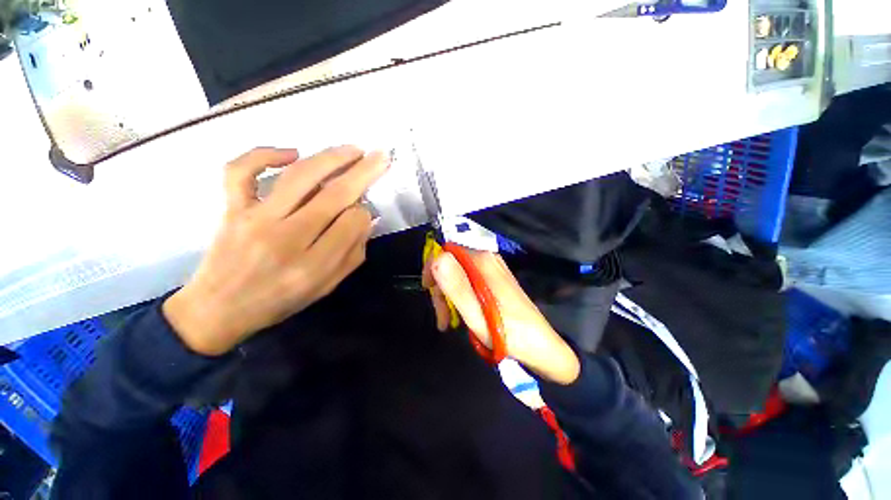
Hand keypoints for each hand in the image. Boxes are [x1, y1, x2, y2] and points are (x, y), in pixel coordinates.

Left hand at [163, 146, 388, 355]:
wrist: (219, 310)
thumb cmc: (279, 300)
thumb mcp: (327, 286)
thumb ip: (352, 253)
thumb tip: (366, 218)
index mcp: (314, 265)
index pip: (351, 223)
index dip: (364, 211)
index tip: (365, 210)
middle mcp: (286, 238)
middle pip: (333, 195)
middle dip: (363, 172)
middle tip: (379, 156)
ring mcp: (255, 219)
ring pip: (299, 177)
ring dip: (331, 157)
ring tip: (352, 149)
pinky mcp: (231, 209)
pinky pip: (240, 171)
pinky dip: (264, 154)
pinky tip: (291, 152)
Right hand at [424, 250, 579, 384]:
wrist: (540, 346)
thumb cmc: (508, 334)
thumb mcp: (477, 315)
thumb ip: (456, 286)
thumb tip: (436, 259)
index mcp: (482, 262)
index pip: (447, 250)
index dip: (432, 267)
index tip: (428, 290)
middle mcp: (486, 259)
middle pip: (451, 262)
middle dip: (440, 287)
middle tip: (441, 316)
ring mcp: (491, 269)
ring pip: (457, 273)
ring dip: (448, 295)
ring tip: (447, 321)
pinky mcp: (493, 279)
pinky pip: (467, 280)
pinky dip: (458, 296)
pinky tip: (458, 315)